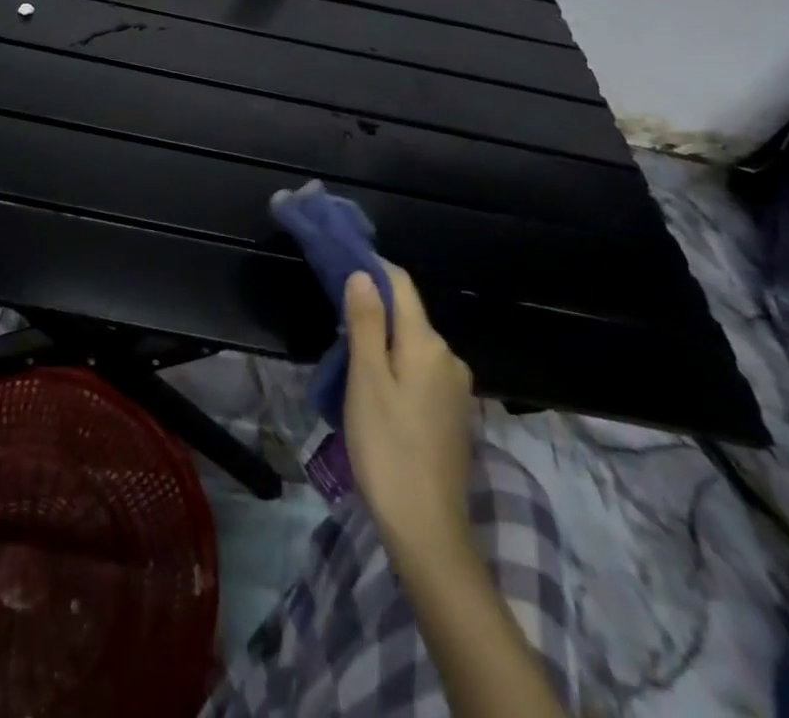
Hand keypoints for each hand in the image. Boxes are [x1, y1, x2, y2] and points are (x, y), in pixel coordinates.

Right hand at [343, 262, 476, 557]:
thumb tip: (363, 273)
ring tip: (347, 356)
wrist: (427, 529)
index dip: (372, 267)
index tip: (339, 260)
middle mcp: (449, 357)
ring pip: (412, 344)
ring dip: (382, 339)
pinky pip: (420, 370)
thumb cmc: (387, 447)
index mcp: (427, 344)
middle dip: (372, 307)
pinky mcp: (454, 414)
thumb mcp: (366, 380)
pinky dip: (396, 365)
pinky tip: (375, 387)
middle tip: (333, 315)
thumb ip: (365, 322)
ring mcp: (456, 388)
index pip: (400, 285)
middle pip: (407, 314)